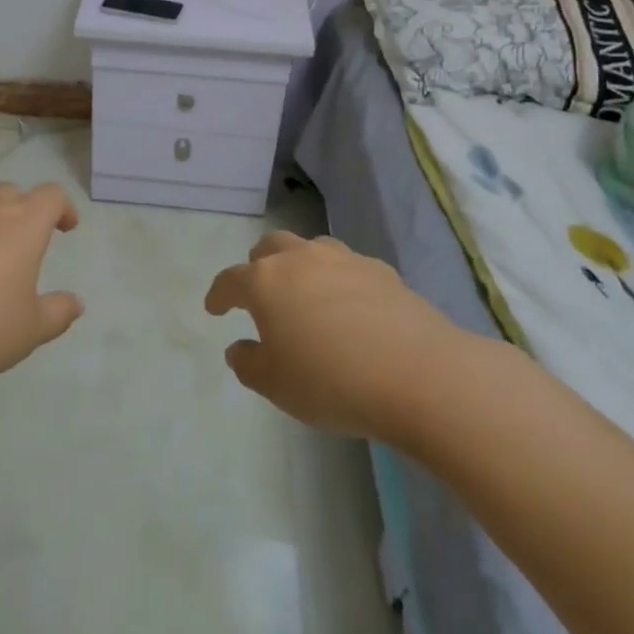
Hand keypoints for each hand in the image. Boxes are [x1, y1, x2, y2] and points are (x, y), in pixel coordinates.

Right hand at [204, 232, 462, 442]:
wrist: (419, 375)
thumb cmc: (332, 382)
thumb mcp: (276, 386)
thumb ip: (249, 364)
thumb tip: (239, 348)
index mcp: (266, 282)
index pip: (231, 280)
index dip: (219, 294)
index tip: (214, 308)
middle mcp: (301, 259)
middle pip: (270, 247)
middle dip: (258, 266)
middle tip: (259, 291)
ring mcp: (344, 260)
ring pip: (310, 248)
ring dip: (299, 264)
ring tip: (304, 291)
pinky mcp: (382, 271)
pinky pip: (348, 266)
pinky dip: (337, 279)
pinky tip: (348, 305)